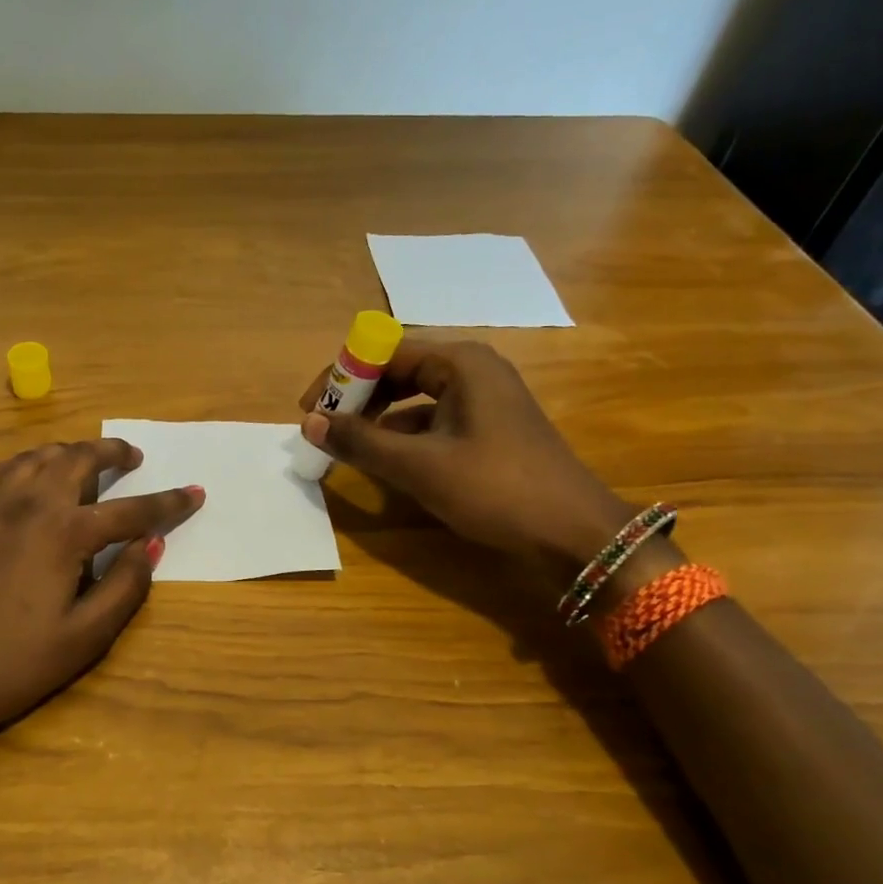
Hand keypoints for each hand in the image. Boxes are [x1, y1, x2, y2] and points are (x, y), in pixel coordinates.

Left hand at [0, 439, 201, 765]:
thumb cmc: (8, 665)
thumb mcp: (82, 639)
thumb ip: (123, 587)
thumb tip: (150, 545)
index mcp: (64, 533)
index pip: (130, 510)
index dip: (168, 503)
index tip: (194, 491)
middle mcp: (27, 504)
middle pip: (77, 460)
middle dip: (111, 452)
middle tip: (131, 457)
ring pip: (33, 457)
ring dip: (66, 452)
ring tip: (82, 461)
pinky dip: (17, 466)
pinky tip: (19, 476)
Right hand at [300, 341, 634, 579]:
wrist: (573, 533)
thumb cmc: (495, 489)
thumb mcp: (419, 466)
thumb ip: (360, 442)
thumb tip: (309, 423)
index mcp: (460, 362)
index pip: (384, 350)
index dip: (341, 376)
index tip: (310, 409)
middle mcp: (472, 370)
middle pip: (398, 370)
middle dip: (357, 397)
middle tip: (324, 428)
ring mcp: (483, 399)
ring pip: (413, 397)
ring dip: (377, 419)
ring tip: (346, 447)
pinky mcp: (488, 428)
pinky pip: (431, 420)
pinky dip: (402, 436)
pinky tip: (384, 462)